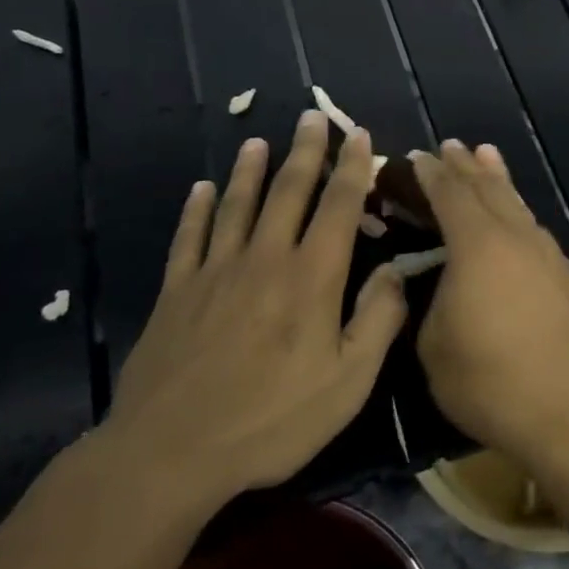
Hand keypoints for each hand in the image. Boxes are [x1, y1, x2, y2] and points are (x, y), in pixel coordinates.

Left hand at [99, 111, 407, 508]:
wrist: (172, 452)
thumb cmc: (273, 419)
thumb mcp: (349, 381)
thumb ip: (378, 319)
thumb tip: (396, 270)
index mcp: (312, 277)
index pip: (338, 206)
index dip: (353, 167)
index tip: (358, 134)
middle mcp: (265, 259)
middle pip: (288, 192)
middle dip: (304, 151)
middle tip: (311, 116)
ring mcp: (215, 273)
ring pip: (237, 205)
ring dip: (250, 169)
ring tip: (258, 141)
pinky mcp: (176, 293)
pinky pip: (189, 238)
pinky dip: (197, 210)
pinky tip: (201, 190)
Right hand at [411, 141, 568, 466]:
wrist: (568, 412)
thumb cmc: (489, 382)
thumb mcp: (433, 345)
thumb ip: (432, 300)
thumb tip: (443, 283)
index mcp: (478, 246)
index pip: (450, 195)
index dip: (430, 174)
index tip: (415, 156)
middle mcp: (516, 237)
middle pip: (487, 189)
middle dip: (465, 166)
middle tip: (450, 145)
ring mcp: (547, 255)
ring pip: (517, 204)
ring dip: (498, 179)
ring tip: (487, 155)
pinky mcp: (566, 277)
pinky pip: (534, 228)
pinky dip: (518, 210)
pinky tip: (517, 217)